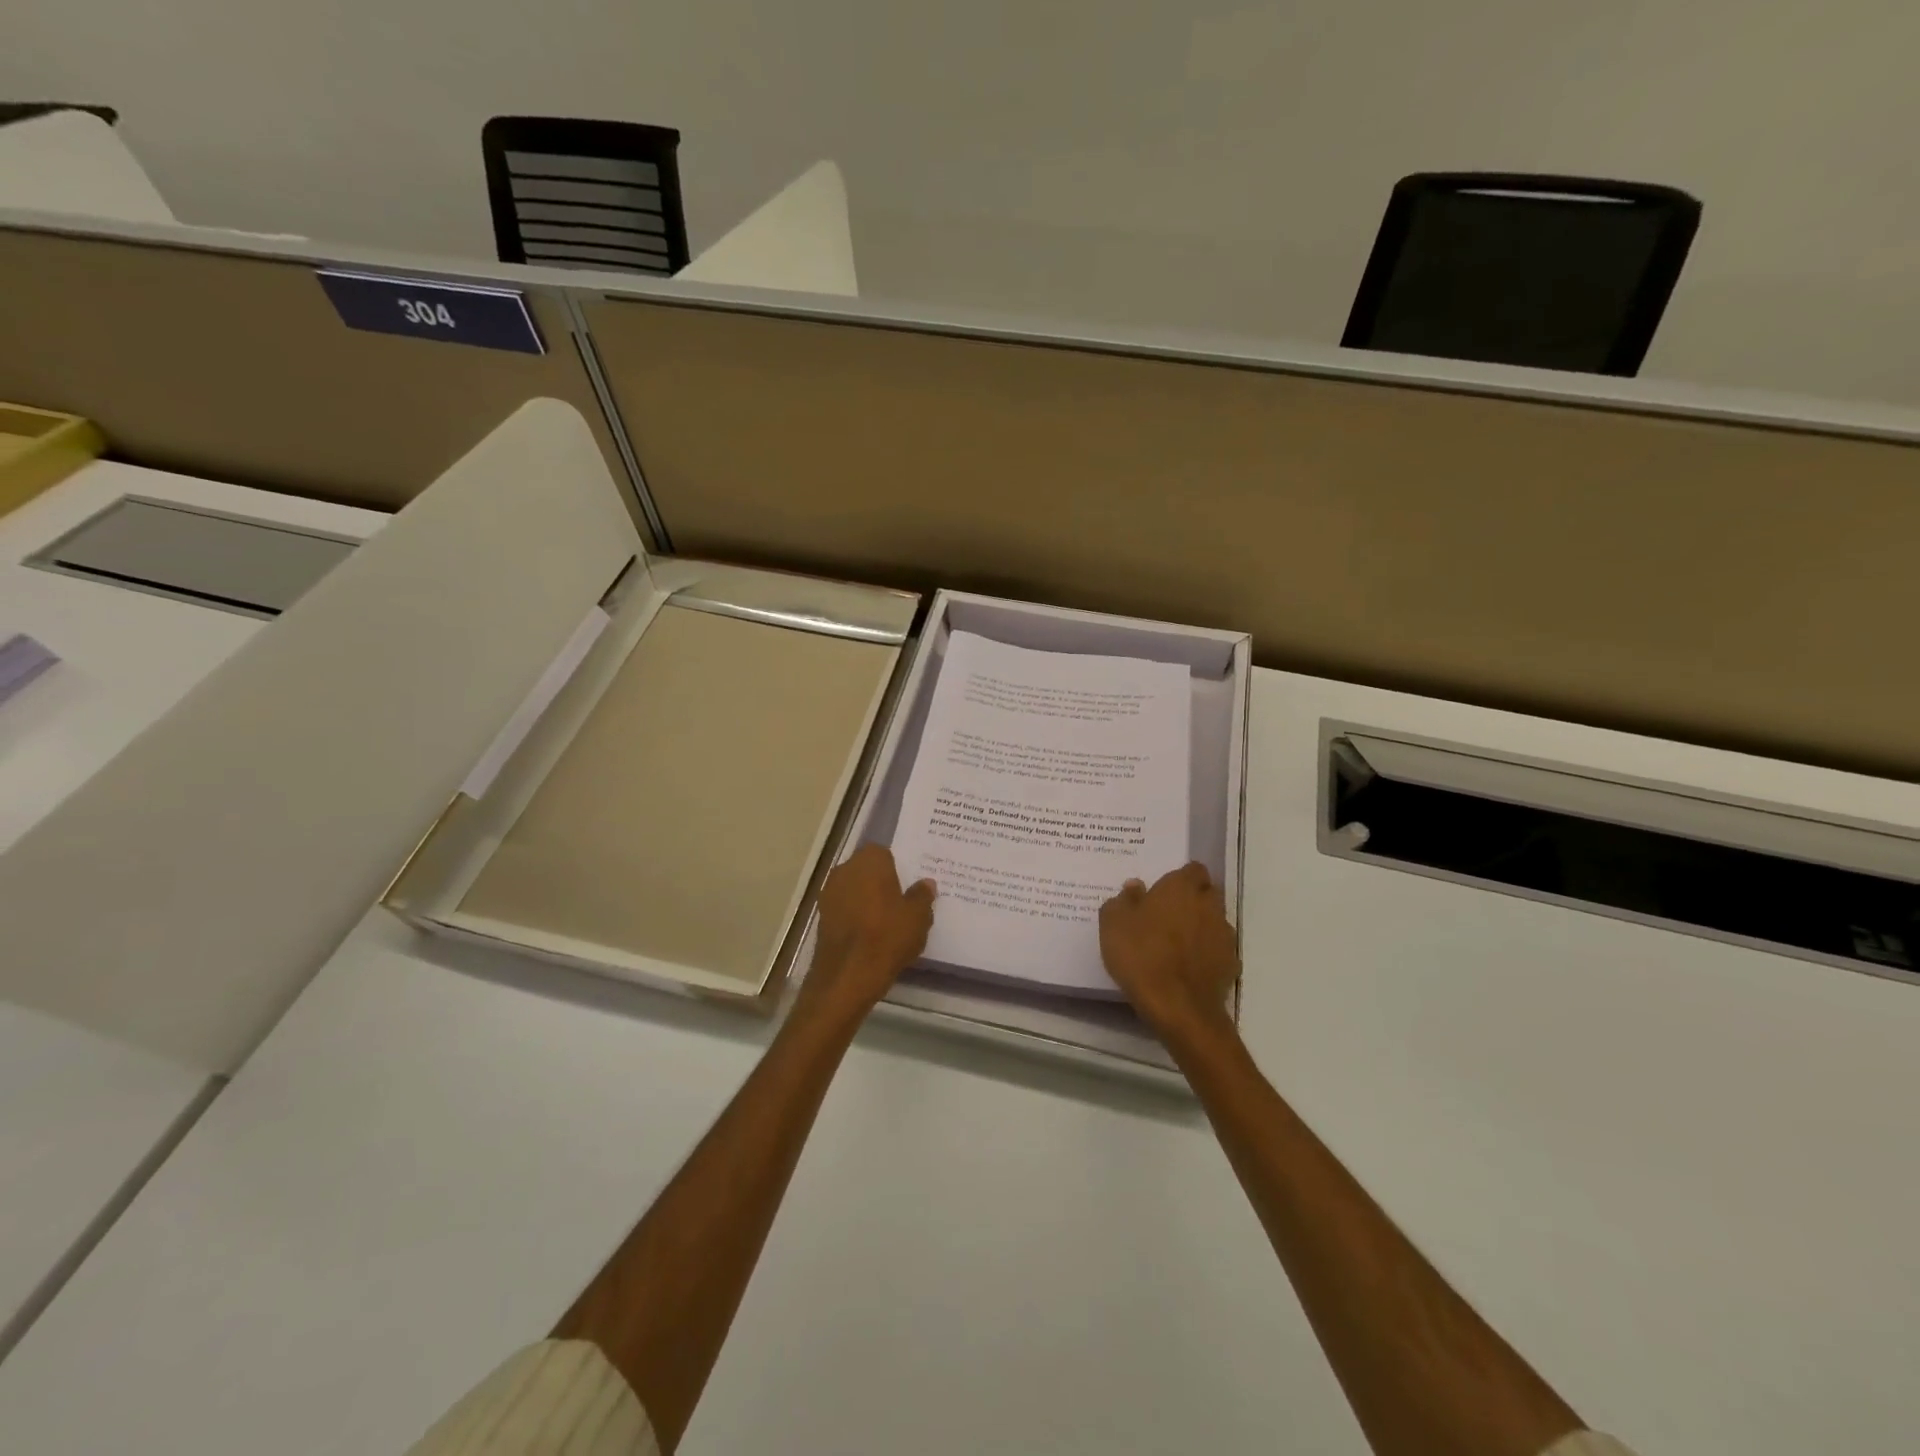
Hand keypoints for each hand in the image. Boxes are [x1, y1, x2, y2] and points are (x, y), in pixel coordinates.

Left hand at [800, 844, 935, 1021]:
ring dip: (866, 899)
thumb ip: (922, 896)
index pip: (884, 853)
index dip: (896, 868)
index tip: (907, 885)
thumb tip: (926, 883)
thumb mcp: (918, 917)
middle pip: (866, 870)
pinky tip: (868, 934)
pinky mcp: (821, 916)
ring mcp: (829, 892)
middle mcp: (845, 869)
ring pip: (853, 889)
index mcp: (870, 860)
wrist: (847, 974)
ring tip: (885, 921)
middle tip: (899, 902)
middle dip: (880, 882)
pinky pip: (844, 908)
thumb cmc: (888, 936)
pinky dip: (854, 916)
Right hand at [1099, 862, 1239, 1044]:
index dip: (1180, 878)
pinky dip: (1207, 954)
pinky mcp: (1231, 964)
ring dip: (1200, 927)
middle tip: (1167, 914)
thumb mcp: (1113, 924)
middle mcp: (1209, 905)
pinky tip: (1188, 968)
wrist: (1178, 1007)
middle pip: (1207, 893)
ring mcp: (1224, 935)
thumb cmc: (1141, 955)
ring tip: (1177, 944)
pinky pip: (1218, 951)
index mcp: (1181, 888)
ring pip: (1214, 921)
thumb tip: (1135, 887)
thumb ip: (1123, 900)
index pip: (1193, 869)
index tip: (1163, 890)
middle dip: (1192, 900)